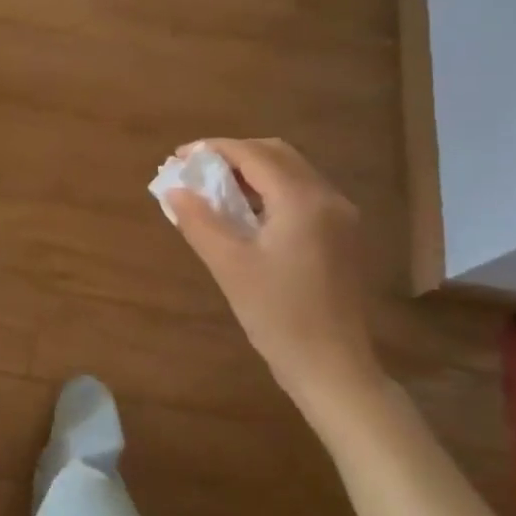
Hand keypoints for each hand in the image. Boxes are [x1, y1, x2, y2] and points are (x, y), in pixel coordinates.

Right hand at [165, 138, 380, 412]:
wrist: (332, 366)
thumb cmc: (278, 315)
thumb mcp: (229, 266)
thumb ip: (199, 221)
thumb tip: (174, 190)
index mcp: (302, 200)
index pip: (253, 154)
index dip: (214, 149)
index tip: (179, 157)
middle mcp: (328, 198)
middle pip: (277, 154)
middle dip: (234, 154)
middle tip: (197, 171)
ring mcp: (340, 217)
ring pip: (292, 172)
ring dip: (252, 171)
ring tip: (215, 189)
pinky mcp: (341, 235)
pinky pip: (302, 194)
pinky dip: (270, 190)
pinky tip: (246, 212)